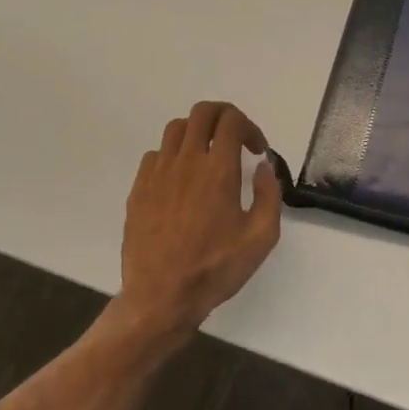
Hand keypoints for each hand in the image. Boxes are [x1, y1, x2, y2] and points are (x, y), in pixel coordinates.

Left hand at [119, 101, 282, 340]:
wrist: (161, 297)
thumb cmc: (216, 269)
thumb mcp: (261, 237)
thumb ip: (269, 194)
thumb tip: (264, 166)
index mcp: (218, 170)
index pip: (231, 120)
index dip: (250, 127)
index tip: (257, 150)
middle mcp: (186, 162)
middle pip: (202, 112)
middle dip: (224, 116)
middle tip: (235, 139)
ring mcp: (158, 173)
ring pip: (176, 128)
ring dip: (198, 132)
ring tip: (208, 156)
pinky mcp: (139, 189)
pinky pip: (155, 154)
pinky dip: (173, 155)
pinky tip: (182, 179)